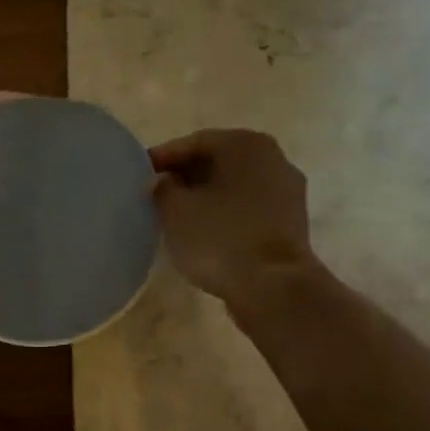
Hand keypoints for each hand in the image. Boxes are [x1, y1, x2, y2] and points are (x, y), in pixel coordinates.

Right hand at [150, 130, 315, 309]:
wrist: (273, 286)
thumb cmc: (219, 238)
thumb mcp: (175, 211)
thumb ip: (162, 188)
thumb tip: (162, 182)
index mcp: (245, 144)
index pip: (193, 143)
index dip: (162, 158)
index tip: (139, 174)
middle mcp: (272, 157)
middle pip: (218, 161)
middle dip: (186, 176)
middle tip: (156, 193)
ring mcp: (287, 190)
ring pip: (234, 185)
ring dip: (206, 196)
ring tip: (177, 215)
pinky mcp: (290, 222)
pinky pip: (248, 208)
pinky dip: (225, 213)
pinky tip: (205, 231)